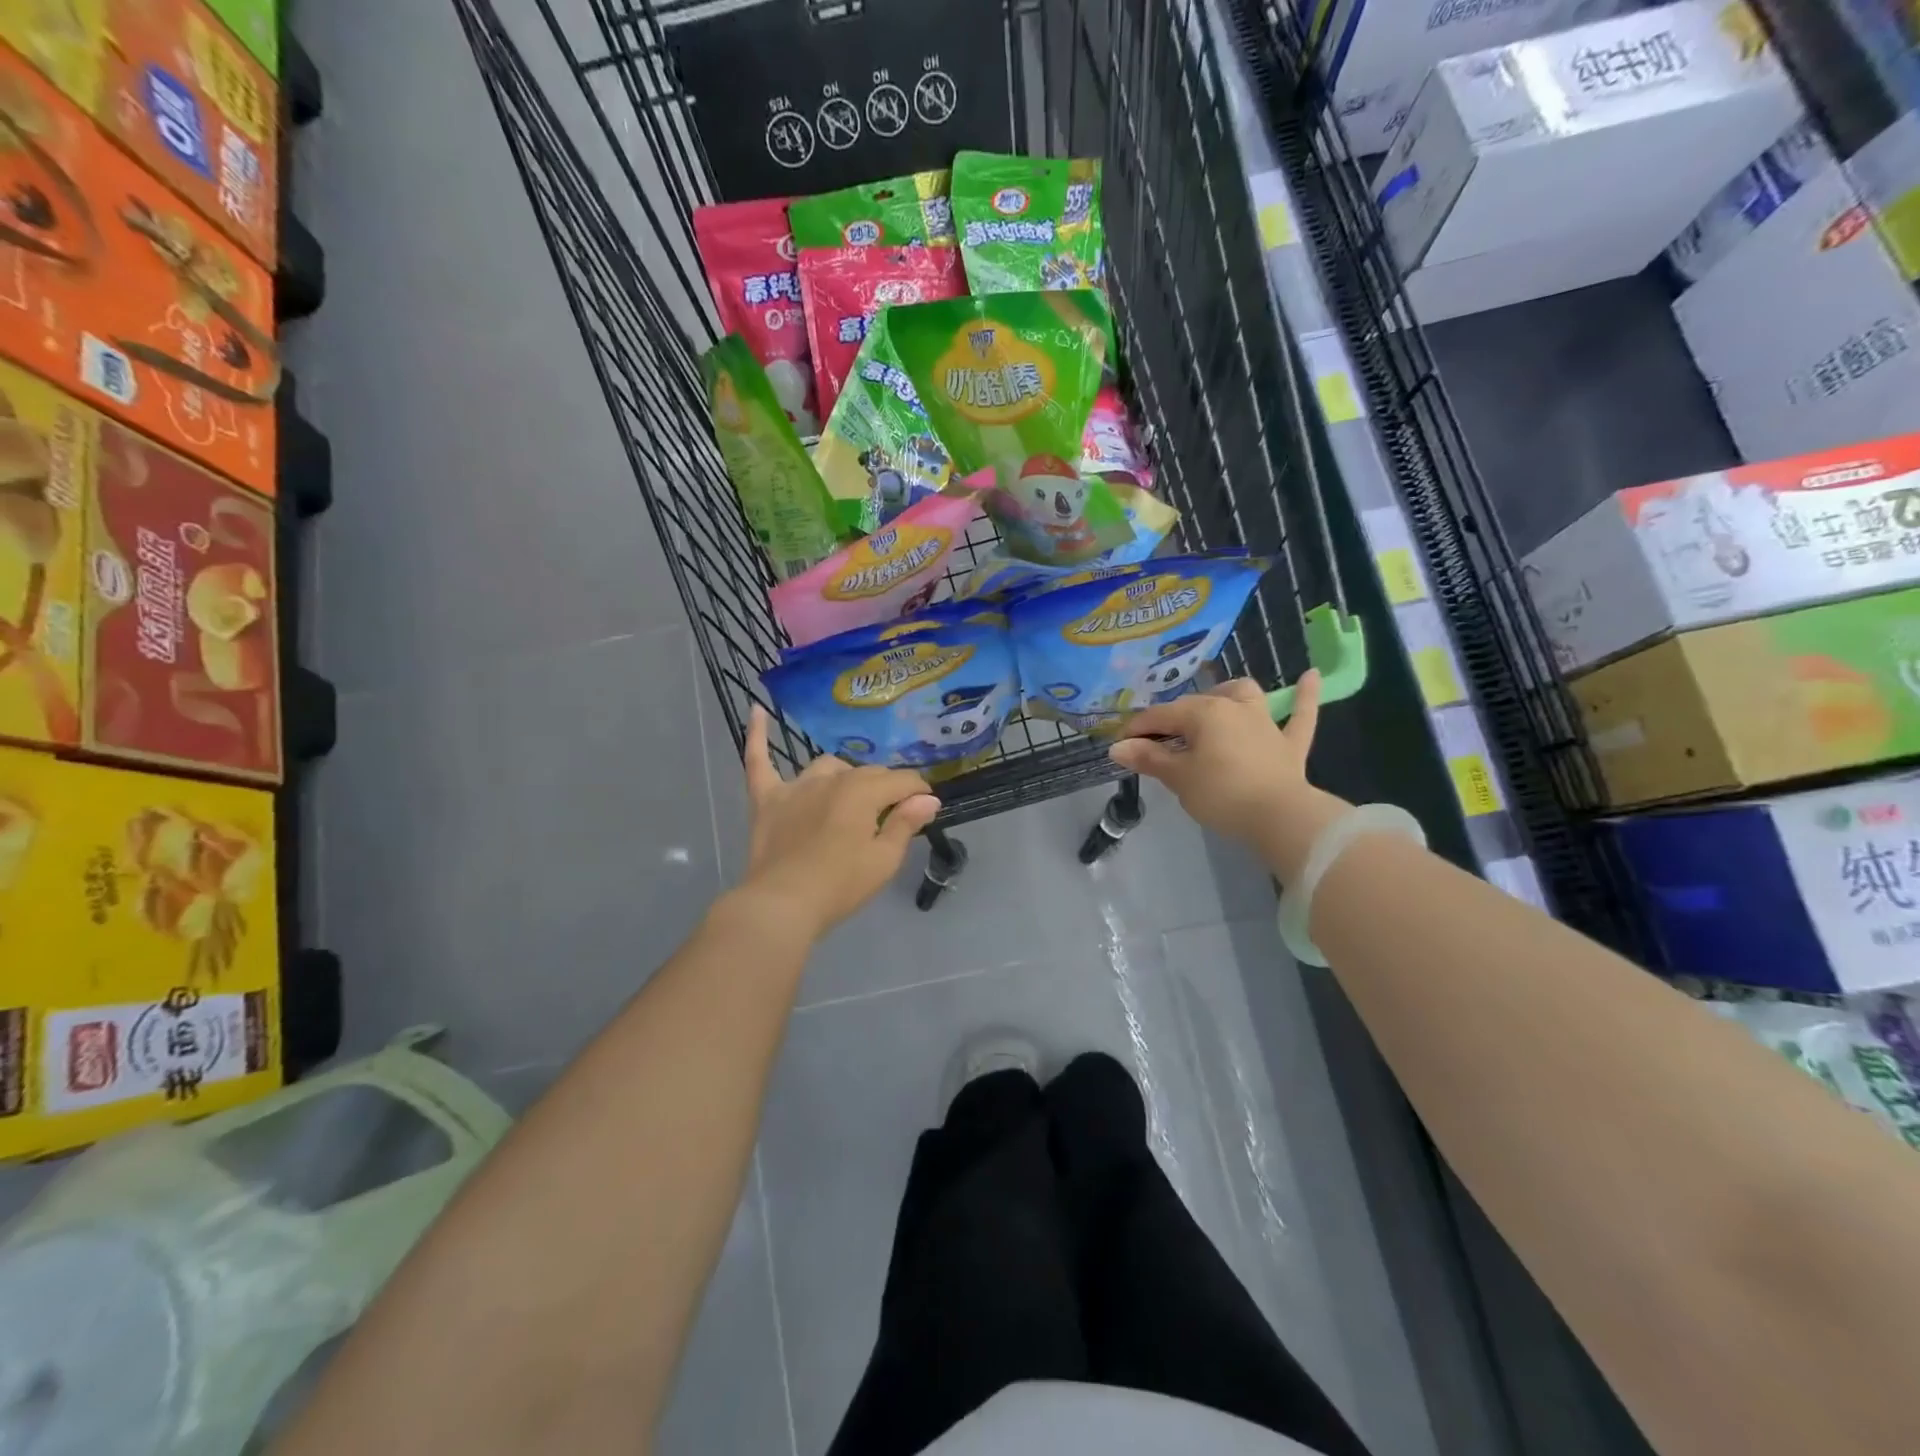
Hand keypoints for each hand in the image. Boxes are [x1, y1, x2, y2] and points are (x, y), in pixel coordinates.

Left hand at [736, 706, 940, 939]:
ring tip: (850, 797)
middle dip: (886, 788)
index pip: (902, 781)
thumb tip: (928, 798)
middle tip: (892, 814)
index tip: (925, 807)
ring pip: (828, 767)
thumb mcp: (884, 860)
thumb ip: (906, 823)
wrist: (782, 904)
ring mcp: (796, 786)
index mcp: (863, 792)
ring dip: (844, 777)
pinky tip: (758, 710)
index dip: (919, 793)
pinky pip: (759, 759)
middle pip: (868, 773)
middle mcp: (832, 779)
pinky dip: (758, 735)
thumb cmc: (840, 886)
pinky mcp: (767, 798)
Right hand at [1109, 672, 1348, 881]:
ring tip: (1216, 704)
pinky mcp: (1290, 744)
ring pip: (1245, 695)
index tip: (1120, 746)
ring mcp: (1266, 723)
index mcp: (1203, 713)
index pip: (1160, 716)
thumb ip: (1149, 758)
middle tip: (1158, 743)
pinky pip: (1300, 714)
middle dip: (1173, 719)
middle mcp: (1234, 707)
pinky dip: (1305, 695)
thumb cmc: (1221, 794)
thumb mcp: (1178, 778)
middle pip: (1196, 705)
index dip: (1136, 730)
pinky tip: (1309, 675)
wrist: (1279, 818)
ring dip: (1228, 695)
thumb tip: (1117, 747)